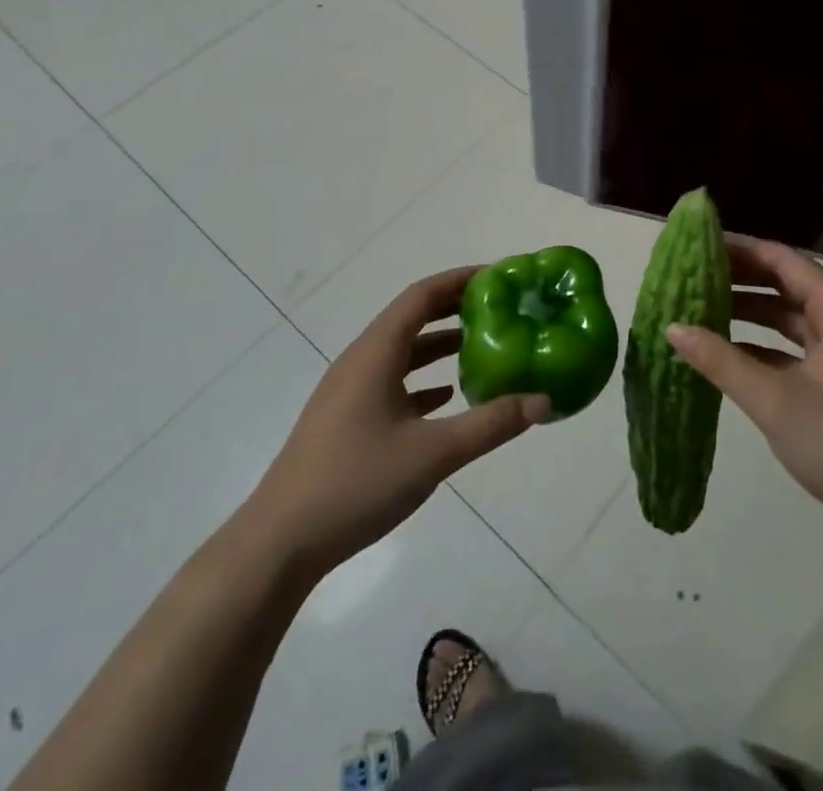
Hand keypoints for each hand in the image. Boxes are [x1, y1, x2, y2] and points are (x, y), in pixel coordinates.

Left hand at [250, 267, 549, 570]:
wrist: (278, 545)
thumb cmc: (355, 484)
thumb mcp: (433, 454)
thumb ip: (490, 424)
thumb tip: (543, 400)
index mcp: (376, 353)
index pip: (422, 296)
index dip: (460, 280)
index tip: (499, 277)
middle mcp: (360, 361)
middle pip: (412, 318)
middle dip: (455, 309)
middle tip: (500, 309)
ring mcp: (349, 392)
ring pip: (402, 352)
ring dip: (440, 345)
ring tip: (482, 347)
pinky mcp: (346, 421)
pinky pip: (391, 382)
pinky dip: (422, 380)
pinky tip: (447, 399)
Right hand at [667, 237, 822, 540]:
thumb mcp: (776, 401)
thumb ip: (722, 361)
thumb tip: (671, 327)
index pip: (784, 262)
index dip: (742, 251)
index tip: (698, 248)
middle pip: (786, 285)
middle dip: (740, 280)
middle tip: (691, 276)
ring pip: (788, 318)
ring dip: (748, 313)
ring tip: (700, 307)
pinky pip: (791, 348)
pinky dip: (760, 345)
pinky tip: (724, 351)